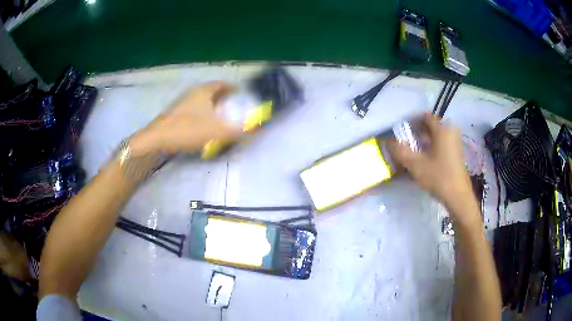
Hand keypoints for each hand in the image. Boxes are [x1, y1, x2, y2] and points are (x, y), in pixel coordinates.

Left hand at [130, 82, 242, 154]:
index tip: (240, 93)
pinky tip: (203, 126)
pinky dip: (202, 113)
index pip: (221, 84)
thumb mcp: (216, 132)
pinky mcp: (174, 114)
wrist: (156, 139)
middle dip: (223, 96)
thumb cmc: (187, 130)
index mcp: (203, 92)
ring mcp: (182, 103)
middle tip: (232, 105)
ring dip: (211, 105)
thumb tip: (256, 130)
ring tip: (219, 116)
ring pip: (201, 100)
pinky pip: (193, 109)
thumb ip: (237, 131)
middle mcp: (192, 93)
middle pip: (211, 91)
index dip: (232, 87)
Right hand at [388, 113, 477, 220]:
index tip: (402, 131)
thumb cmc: (438, 176)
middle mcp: (451, 131)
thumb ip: (400, 151)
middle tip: (406, 143)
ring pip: (436, 136)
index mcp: (442, 129)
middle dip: (417, 132)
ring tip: (413, 152)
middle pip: (431, 126)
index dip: (412, 121)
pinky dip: (432, 148)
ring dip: (424, 141)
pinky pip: (442, 144)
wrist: (458, 196)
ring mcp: (455, 142)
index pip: (425, 116)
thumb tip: (388, 142)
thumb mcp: (415, 164)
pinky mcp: (457, 153)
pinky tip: (425, 160)